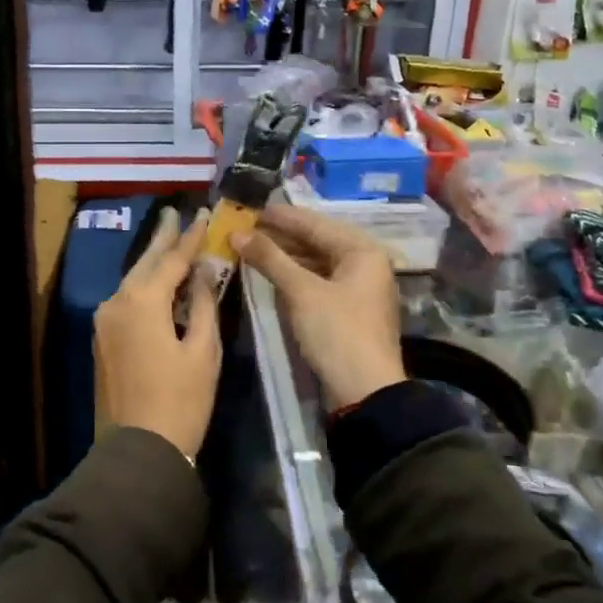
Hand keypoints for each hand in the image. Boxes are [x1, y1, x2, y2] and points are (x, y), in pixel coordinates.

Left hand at [95, 207, 221, 459]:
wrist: (139, 450)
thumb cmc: (181, 400)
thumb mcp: (202, 350)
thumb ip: (203, 304)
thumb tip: (204, 272)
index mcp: (142, 301)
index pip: (171, 259)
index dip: (190, 237)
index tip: (204, 214)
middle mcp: (116, 302)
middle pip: (144, 263)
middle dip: (162, 238)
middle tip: (174, 212)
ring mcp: (104, 321)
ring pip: (132, 281)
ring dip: (151, 263)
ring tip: (168, 241)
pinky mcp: (101, 339)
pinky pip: (125, 301)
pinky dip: (143, 287)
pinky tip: (156, 283)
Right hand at [235, 203, 404, 412]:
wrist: (365, 393)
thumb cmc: (337, 332)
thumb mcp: (301, 292)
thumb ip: (270, 258)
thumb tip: (237, 233)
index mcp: (363, 251)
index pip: (316, 224)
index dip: (282, 217)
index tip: (251, 209)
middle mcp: (365, 263)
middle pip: (318, 241)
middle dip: (281, 236)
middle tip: (246, 228)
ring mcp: (358, 288)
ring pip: (316, 262)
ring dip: (285, 256)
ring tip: (252, 247)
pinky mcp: (348, 310)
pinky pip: (318, 281)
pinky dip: (295, 275)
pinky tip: (271, 272)